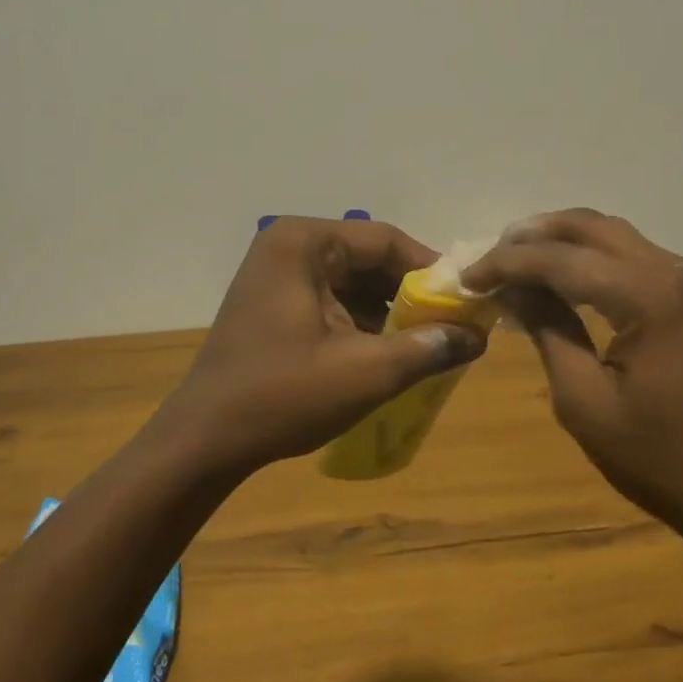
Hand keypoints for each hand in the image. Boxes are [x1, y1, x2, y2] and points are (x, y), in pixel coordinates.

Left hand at [160, 217, 487, 473]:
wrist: (204, 441)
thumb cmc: (282, 396)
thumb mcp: (365, 372)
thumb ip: (427, 349)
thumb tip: (478, 336)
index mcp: (304, 243)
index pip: (385, 240)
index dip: (431, 270)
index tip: (465, 302)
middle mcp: (289, 247)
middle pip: (368, 259)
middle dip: (411, 294)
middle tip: (450, 327)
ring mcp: (277, 275)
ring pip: (352, 282)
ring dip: (389, 311)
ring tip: (427, 344)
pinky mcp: (274, 303)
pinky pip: (332, 300)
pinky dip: (362, 322)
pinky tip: (388, 352)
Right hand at [463, 210, 682, 553]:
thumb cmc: (662, 461)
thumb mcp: (586, 401)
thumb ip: (549, 331)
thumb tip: (513, 289)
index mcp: (648, 295)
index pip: (560, 259)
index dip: (506, 263)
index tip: (467, 278)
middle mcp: (674, 270)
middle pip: (590, 227)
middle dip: (533, 236)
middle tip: (489, 259)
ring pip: (614, 236)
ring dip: (563, 243)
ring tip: (516, 264)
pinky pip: (635, 258)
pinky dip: (592, 260)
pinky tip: (564, 281)